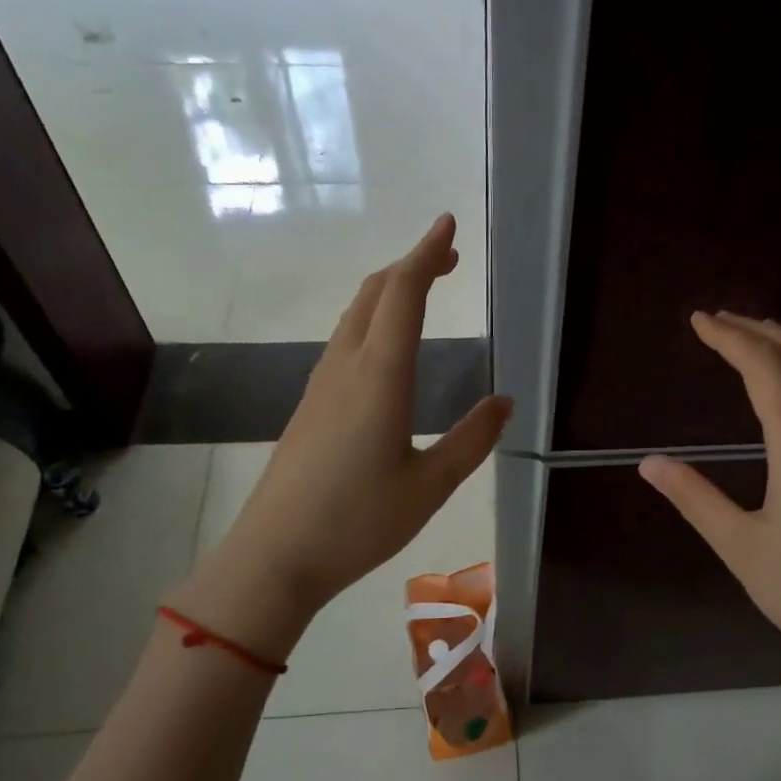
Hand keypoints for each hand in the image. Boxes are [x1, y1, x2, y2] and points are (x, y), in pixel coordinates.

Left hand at [171, 215, 510, 660]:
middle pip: (375, 293)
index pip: (404, 294)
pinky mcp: (311, 405)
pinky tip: (387, 346)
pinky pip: (344, 341)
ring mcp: (322, 384)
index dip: (427, 254)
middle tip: (447, 257)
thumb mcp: (430, 485)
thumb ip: (471, 440)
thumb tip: (504, 403)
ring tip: (423, 291)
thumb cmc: (359, 521)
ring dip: (390, 291)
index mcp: (381, 376)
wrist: (276, 555)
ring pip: (356, 315)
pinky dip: (373, 320)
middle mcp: (347, 366)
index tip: (448, 226)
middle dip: (411, 265)